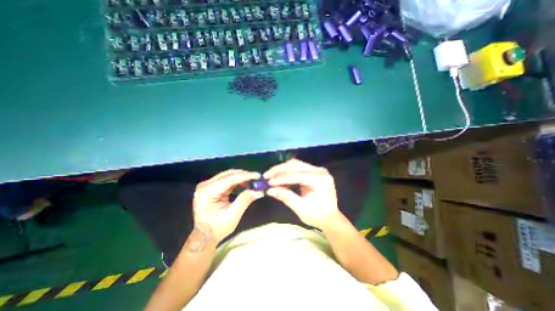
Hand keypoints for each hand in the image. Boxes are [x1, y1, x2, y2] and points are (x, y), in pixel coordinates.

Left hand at [194, 171, 263, 241]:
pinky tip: (245, 183)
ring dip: (241, 177)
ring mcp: (208, 185)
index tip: (257, 175)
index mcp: (207, 192)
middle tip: (257, 178)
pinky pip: (226, 179)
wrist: (204, 236)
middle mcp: (206, 185)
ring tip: (253, 181)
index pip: (229, 179)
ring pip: (228, 175)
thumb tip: (259, 191)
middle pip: (228, 174)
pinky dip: (237, 181)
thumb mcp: (232, 216)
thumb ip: (244, 200)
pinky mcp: (211, 187)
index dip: (245, 176)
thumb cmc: (217, 228)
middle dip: (244, 175)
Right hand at [262, 159, 342, 229]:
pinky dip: (287, 173)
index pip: (297, 175)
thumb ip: (286, 196)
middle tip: (266, 176)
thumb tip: (269, 190)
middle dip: (279, 170)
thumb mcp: (301, 208)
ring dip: (282, 170)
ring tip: (271, 177)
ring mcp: (316, 170)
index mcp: (320, 179)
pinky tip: (279, 179)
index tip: (268, 182)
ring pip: (295, 165)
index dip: (282, 178)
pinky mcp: (312, 172)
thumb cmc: (317, 216)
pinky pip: (297, 169)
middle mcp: (319, 171)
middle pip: (296, 165)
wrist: (329, 218)